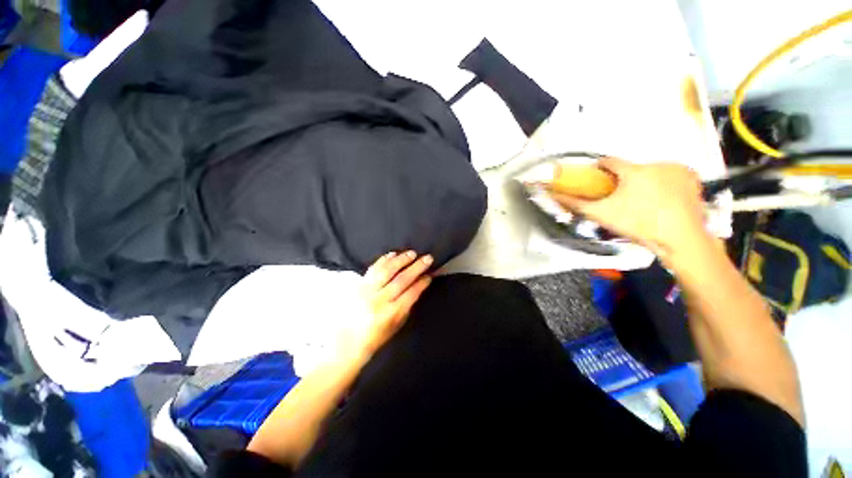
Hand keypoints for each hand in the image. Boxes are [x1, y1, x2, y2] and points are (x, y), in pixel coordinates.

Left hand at [349, 251, 432, 355]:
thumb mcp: (396, 325)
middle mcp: (379, 300)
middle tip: (427, 258)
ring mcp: (367, 291)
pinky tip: (393, 254)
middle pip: (401, 279)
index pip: (411, 293)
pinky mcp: (358, 285)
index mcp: (391, 313)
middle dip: (416, 267)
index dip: (422, 282)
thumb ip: (407, 305)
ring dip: (401, 260)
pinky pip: (373, 269)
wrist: (346, 341)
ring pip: (387, 271)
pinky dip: (384, 260)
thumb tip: (418, 286)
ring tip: (412, 253)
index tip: (430, 274)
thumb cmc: (376, 336)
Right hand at [549, 158, 709, 262]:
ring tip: (644, 201)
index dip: (599, 168)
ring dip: (645, 181)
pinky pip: (672, 175)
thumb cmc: (637, 225)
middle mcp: (656, 164)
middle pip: (632, 168)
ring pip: (652, 171)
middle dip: (624, 179)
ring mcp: (677, 170)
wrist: (680, 239)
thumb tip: (553, 195)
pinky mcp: (693, 178)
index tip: (595, 176)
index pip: (609, 162)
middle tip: (621, 197)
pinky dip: (666, 183)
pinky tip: (665, 199)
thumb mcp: (602, 215)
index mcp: (633, 171)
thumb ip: (576, 204)